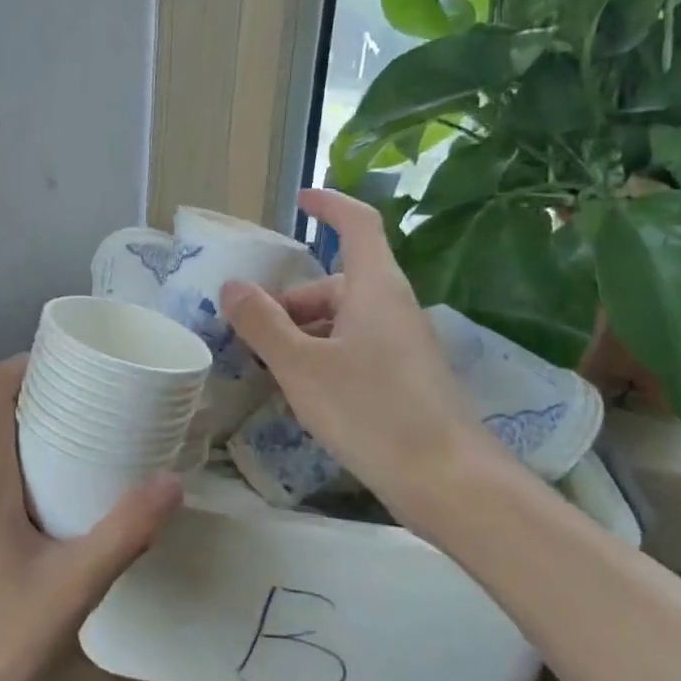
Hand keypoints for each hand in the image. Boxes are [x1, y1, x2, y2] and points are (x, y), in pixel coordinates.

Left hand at [0, 355, 181, 680]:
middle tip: (101, 405)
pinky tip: (59, 507)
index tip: (73, 360)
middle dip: (47, 400)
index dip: (28, 361)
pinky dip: (25, 474)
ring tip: (91, 449)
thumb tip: (172, 482)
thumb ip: (124, 533)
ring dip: (38, 440)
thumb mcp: (71, 587)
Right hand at [219, 188, 514, 517]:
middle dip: (291, 300)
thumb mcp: (301, 366)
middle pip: (337, 283)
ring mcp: (403, 345)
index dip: (329, 205)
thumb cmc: (371, 411)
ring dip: (304, 332)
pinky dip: (324, 356)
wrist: (448, 480)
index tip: (300, 200)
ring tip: (270, 367)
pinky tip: (305, 392)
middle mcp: (393, 307)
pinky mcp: (405, 378)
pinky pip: (356, 349)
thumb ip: (263, 323)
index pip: (357, 225)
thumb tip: (232, 285)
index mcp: (374, 288)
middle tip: (252, 332)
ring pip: (344, 320)